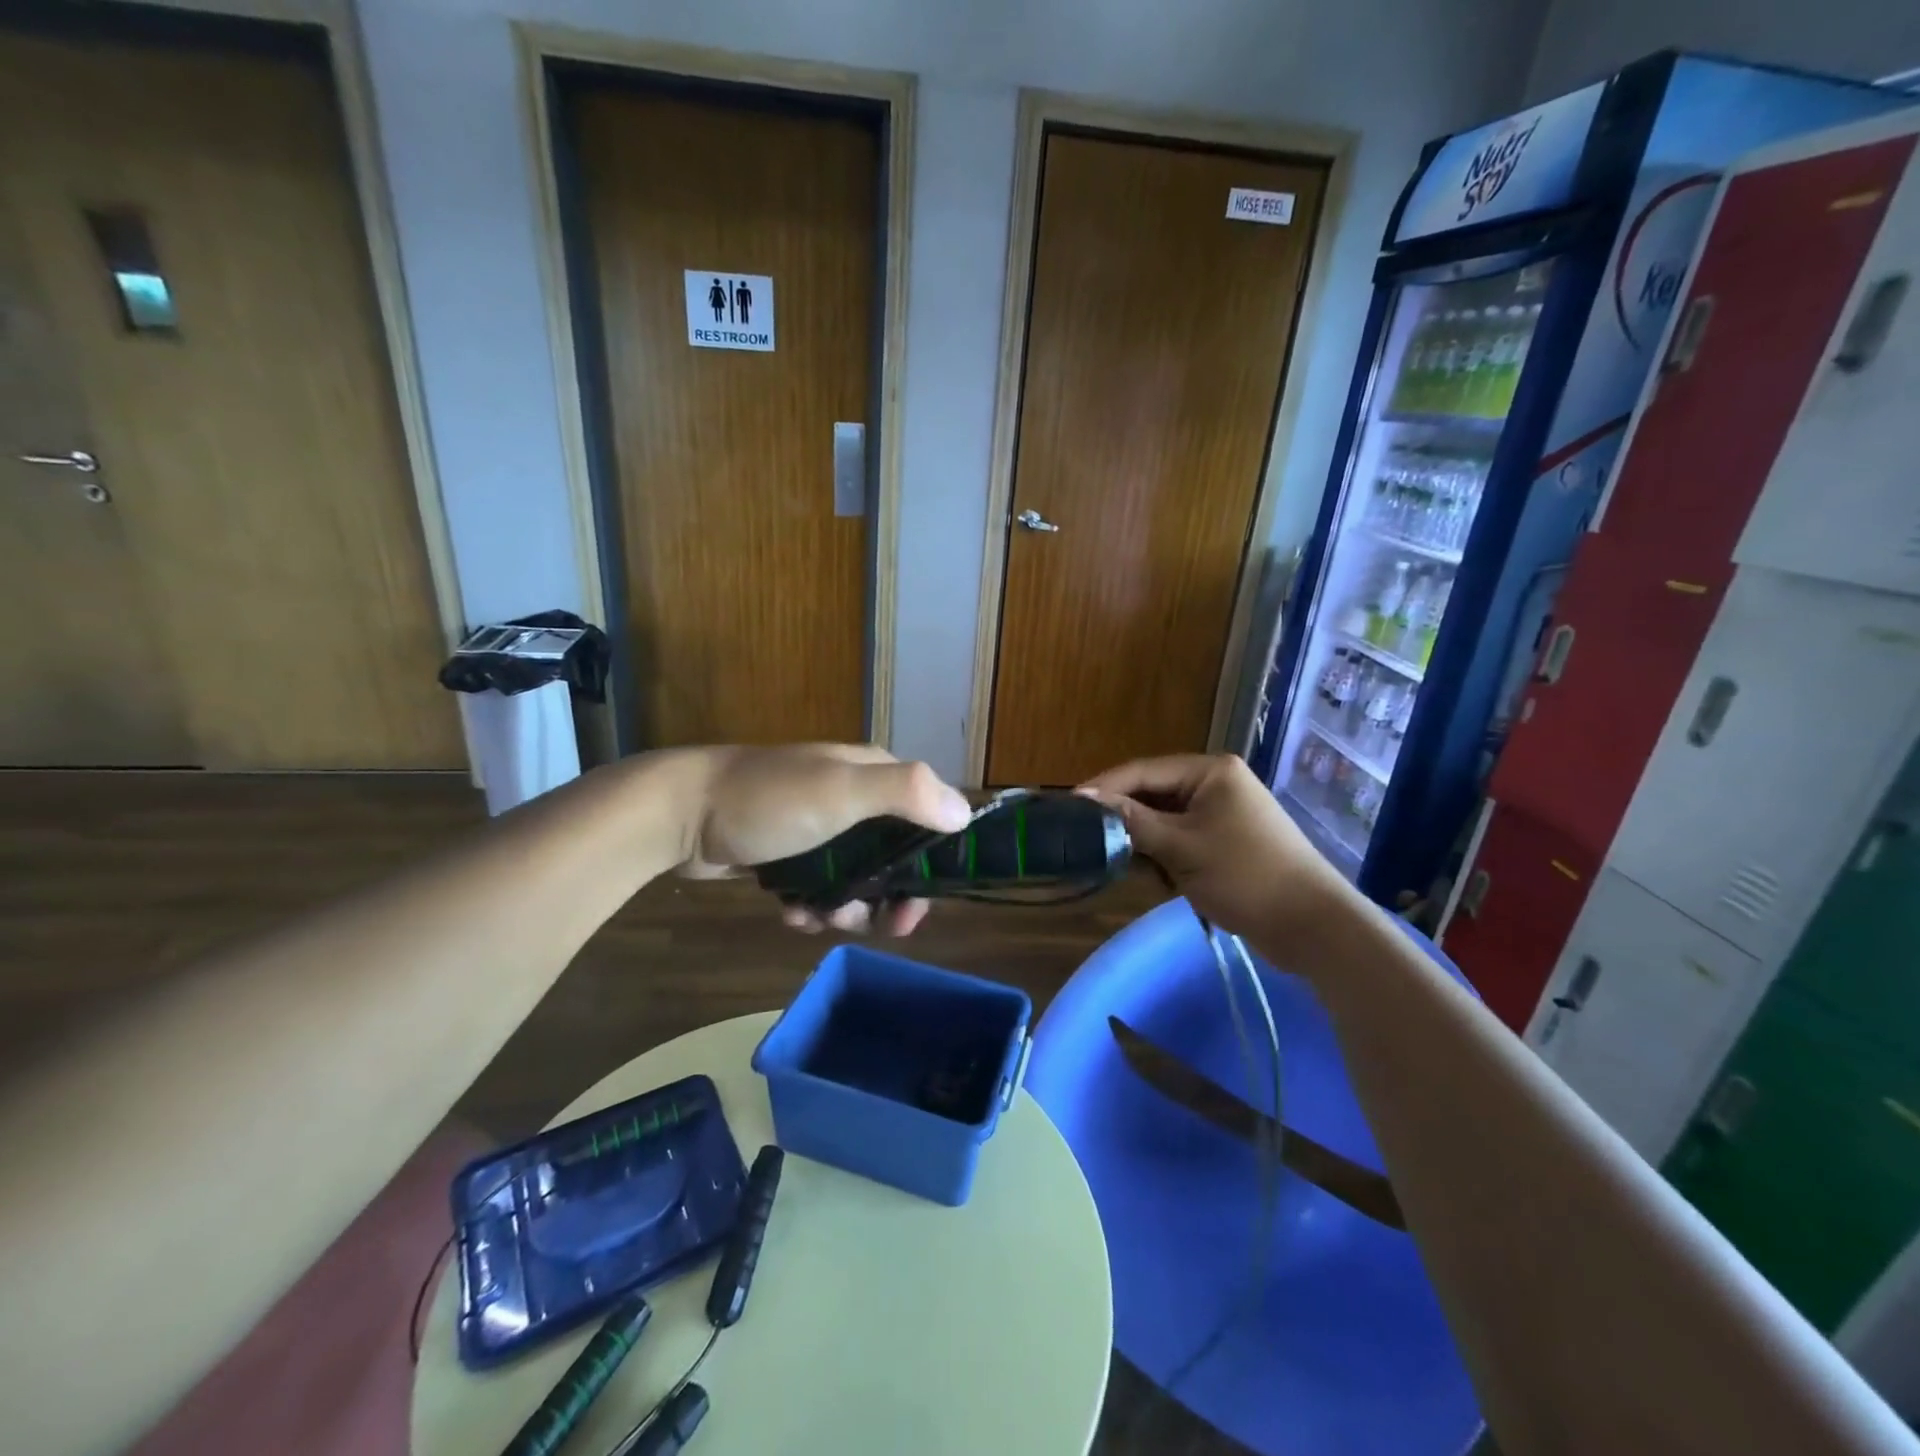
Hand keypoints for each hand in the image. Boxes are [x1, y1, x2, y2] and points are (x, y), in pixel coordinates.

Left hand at [677, 744, 972, 936]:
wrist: (682, 814)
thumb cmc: (770, 800)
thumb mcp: (841, 790)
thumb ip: (906, 794)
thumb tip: (965, 814)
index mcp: (872, 775)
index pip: (925, 819)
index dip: (931, 864)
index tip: (918, 904)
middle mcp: (852, 798)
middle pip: (893, 858)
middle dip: (885, 897)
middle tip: (872, 925)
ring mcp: (818, 828)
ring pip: (856, 880)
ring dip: (845, 908)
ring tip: (816, 915)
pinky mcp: (788, 854)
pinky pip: (819, 888)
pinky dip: (812, 906)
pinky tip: (791, 911)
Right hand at [1081, 754, 1359, 957]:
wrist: (1312, 927)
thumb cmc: (1246, 876)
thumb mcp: (1182, 848)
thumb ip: (1132, 821)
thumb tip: (1086, 799)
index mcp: (1210, 772)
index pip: (1142, 771)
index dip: (1104, 789)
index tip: (1068, 808)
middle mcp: (1214, 785)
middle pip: (1152, 796)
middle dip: (1125, 822)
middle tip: (1088, 842)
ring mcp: (1221, 815)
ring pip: (1163, 822)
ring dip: (1145, 845)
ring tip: (1126, 867)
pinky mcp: (1224, 844)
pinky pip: (1180, 842)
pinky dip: (1165, 859)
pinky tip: (1158, 882)